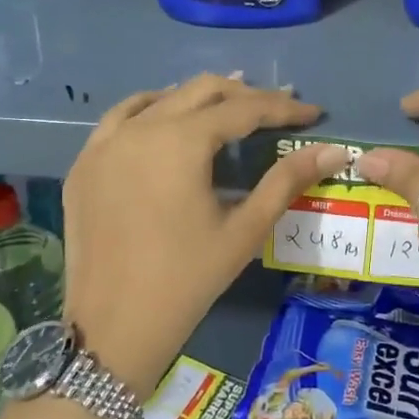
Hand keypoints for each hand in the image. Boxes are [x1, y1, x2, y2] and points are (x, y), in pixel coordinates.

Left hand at [63, 75, 348, 391]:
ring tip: (230, 105)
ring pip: (160, 99)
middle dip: (245, 95)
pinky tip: (166, 119)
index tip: (313, 113)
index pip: (242, 109)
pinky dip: (151, 109)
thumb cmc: (187, 279)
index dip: (282, 108)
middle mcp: (140, 128)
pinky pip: (120, 118)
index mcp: (180, 142)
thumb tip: (334, 151)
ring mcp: (105, 143)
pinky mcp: (85, 164)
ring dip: (200, 97)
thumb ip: (287, 180)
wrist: (113, 326)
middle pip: (201, 91)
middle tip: (278, 110)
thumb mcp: (245, 230)